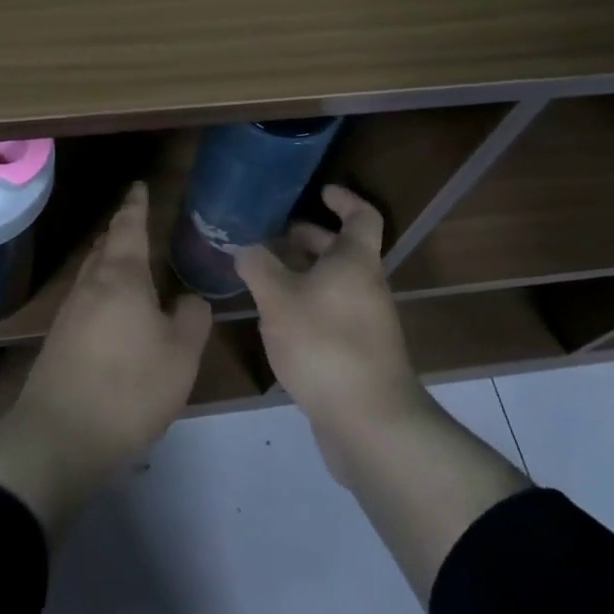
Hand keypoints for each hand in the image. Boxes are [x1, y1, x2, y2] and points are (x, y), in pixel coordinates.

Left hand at [0, 182, 211, 532]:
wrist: (59, 436)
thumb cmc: (129, 388)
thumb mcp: (180, 355)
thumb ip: (192, 318)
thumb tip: (189, 299)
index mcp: (122, 277)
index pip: (129, 227)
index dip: (136, 205)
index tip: (139, 186)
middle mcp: (91, 285)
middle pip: (105, 246)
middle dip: (121, 231)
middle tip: (138, 221)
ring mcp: (70, 312)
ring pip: (93, 272)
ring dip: (110, 260)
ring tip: (129, 261)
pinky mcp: (60, 339)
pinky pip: (86, 298)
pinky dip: (103, 290)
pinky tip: (114, 310)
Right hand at [235, 186, 432, 475]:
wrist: (369, 423)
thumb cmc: (324, 344)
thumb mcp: (278, 300)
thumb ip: (258, 267)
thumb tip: (245, 248)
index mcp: (355, 262)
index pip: (362, 216)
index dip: (344, 199)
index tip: (320, 191)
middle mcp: (367, 287)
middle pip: (344, 251)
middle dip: (311, 239)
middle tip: (276, 237)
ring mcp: (367, 324)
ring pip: (335, 285)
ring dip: (305, 276)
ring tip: (266, 280)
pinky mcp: (359, 355)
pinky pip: (333, 315)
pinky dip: (308, 307)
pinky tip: (279, 324)